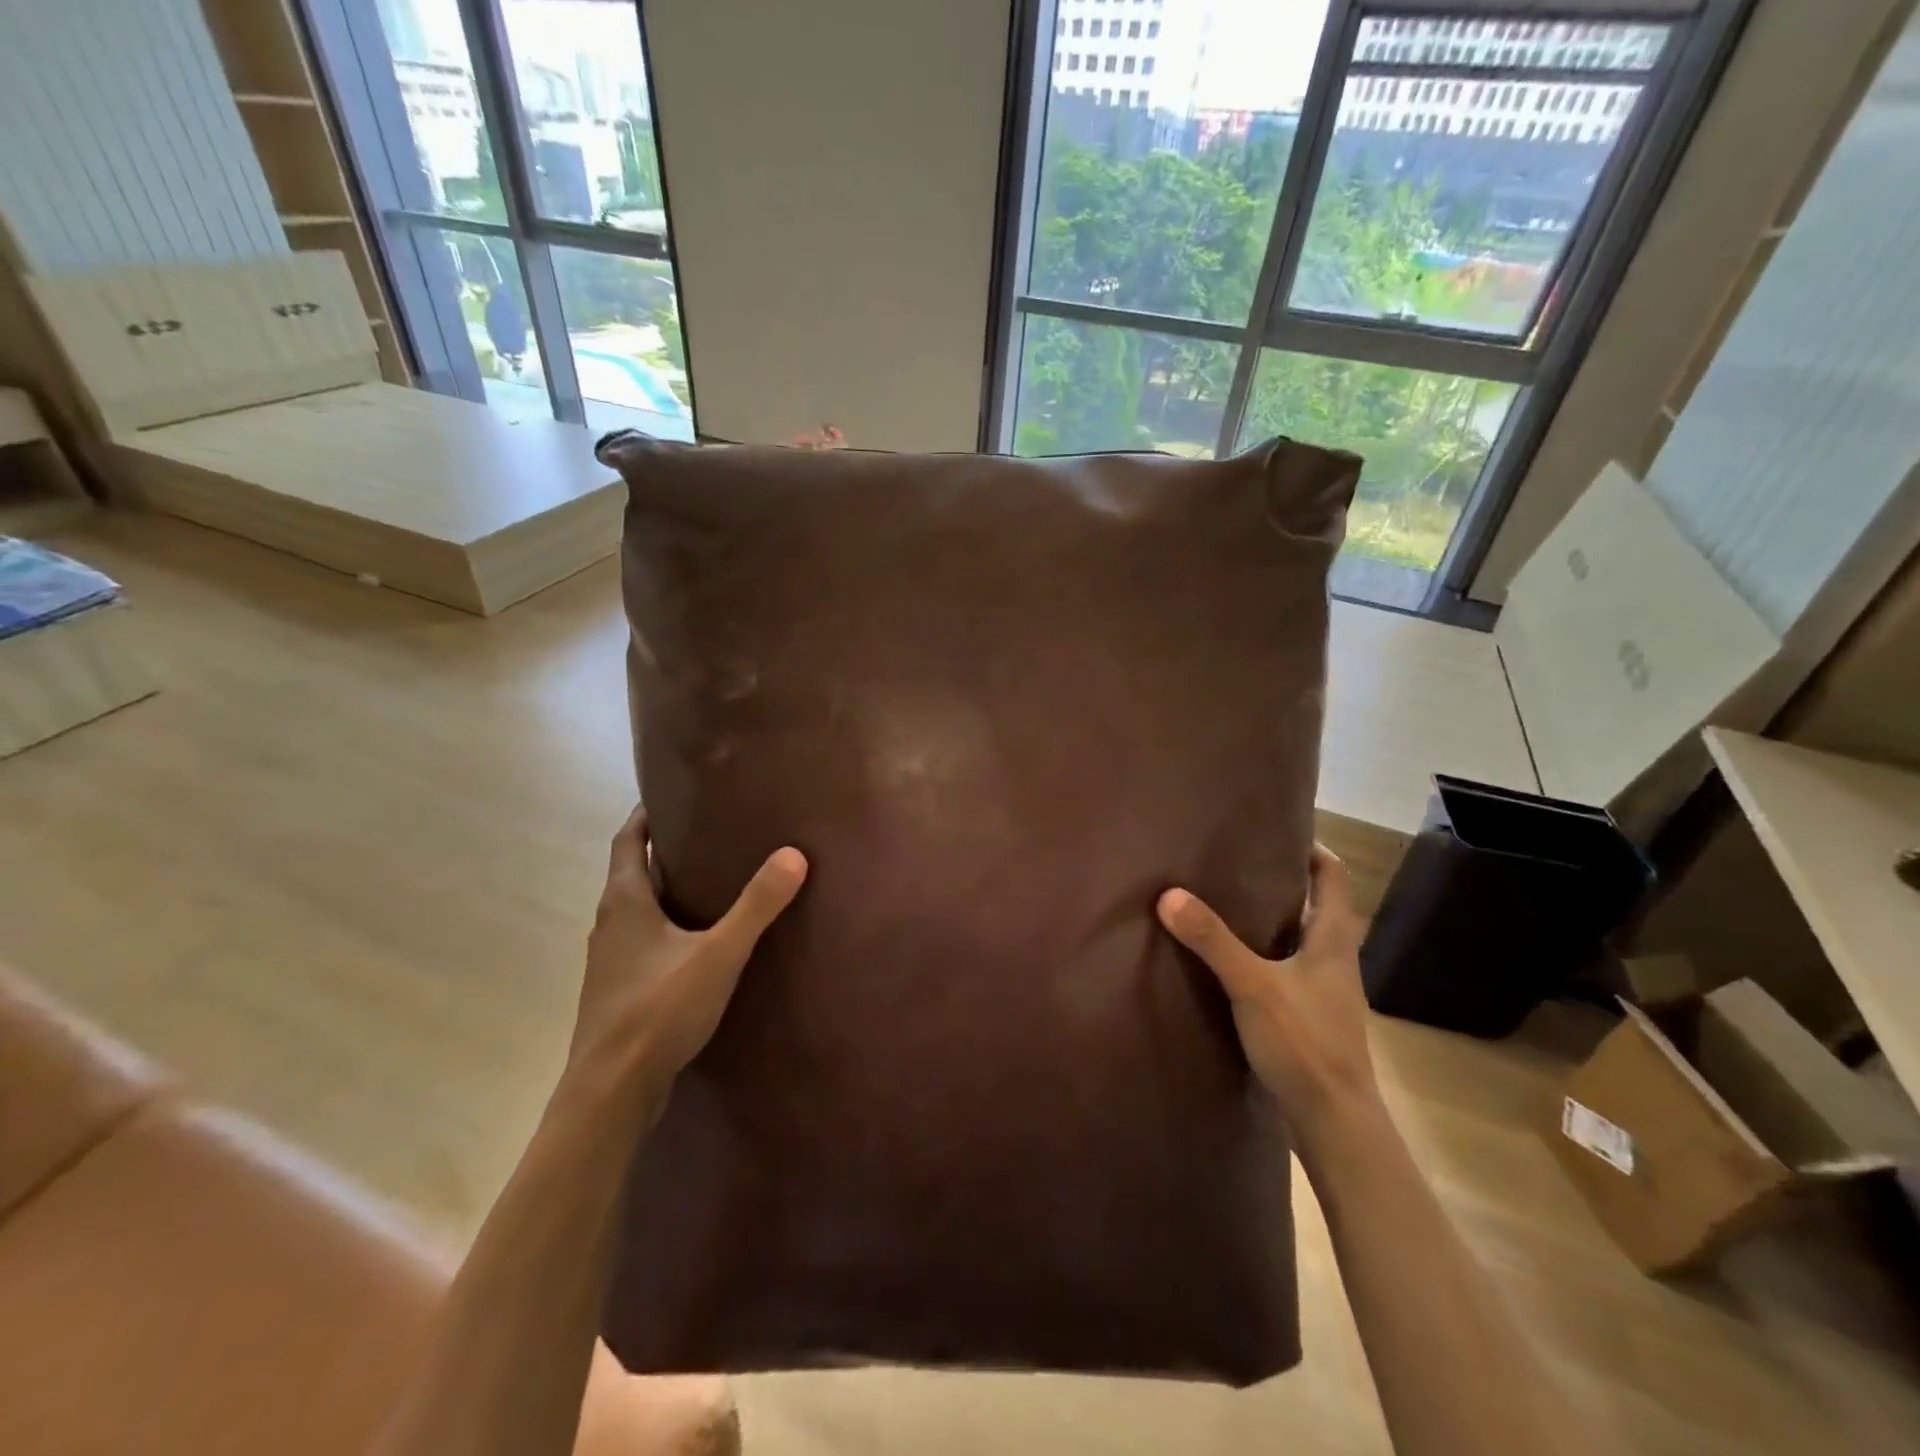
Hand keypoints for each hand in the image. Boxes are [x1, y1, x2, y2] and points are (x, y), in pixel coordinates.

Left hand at [569, 806, 806, 1100]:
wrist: (610, 1092)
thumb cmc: (658, 1010)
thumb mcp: (718, 953)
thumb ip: (756, 905)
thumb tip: (793, 854)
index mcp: (624, 902)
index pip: (628, 840)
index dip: (645, 815)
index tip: (669, 794)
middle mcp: (609, 924)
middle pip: (631, 872)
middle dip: (662, 849)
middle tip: (706, 832)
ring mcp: (610, 962)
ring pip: (636, 910)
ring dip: (663, 890)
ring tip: (706, 881)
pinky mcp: (618, 992)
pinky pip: (642, 942)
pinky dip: (665, 926)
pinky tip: (696, 942)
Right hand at [1158, 846, 1376, 1144]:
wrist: (1335, 1123)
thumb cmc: (1305, 1044)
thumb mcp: (1252, 986)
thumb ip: (1212, 940)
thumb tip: (1169, 895)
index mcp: (1333, 939)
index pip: (1333, 876)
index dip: (1311, 848)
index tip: (1276, 830)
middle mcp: (1334, 958)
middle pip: (1314, 904)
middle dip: (1280, 880)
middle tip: (1233, 862)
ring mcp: (1324, 990)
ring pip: (1298, 939)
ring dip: (1269, 920)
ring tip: (1223, 904)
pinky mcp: (1309, 1016)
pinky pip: (1285, 969)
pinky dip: (1262, 955)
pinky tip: (1228, 962)